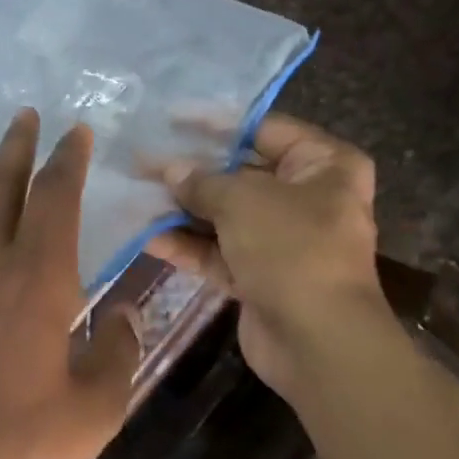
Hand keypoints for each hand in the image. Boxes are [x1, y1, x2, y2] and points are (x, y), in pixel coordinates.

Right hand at [144, 113, 390, 399]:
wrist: (316, 340)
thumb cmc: (292, 249)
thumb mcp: (244, 201)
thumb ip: (203, 182)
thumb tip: (170, 170)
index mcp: (323, 165)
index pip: (264, 130)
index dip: (215, 124)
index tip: (170, 118)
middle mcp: (306, 198)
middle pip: (240, 175)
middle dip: (191, 172)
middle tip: (142, 162)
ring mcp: (282, 241)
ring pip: (224, 217)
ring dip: (182, 211)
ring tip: (135, 197)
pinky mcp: (259, 276)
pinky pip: (219, 253)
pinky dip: (188, 246)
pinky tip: (147, 237)